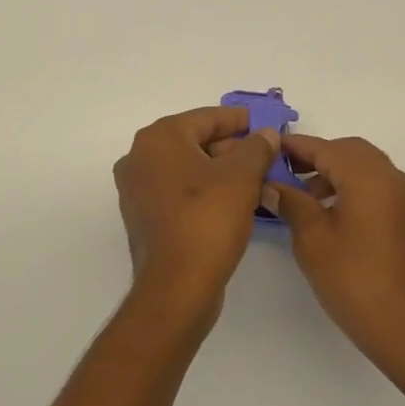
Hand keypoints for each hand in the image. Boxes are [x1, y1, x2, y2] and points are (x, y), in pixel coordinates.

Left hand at [113, 107, 280, 318]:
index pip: (207, 118)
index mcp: (159, 138)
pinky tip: (234, 202)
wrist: (176, 287)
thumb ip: (257, 147)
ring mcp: (137, 189)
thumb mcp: (243, 176)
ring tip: (257, 180)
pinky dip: (204, 191)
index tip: (267, 124)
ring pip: (188, 168)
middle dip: (232, 148)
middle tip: (266, 156)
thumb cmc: (208, 219)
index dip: (240, 120)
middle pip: (195, 141)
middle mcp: (140, 157)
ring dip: (221, 171)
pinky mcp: (143, 217)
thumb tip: (266, 134)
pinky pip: (179, 191)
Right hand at [273, 135, 404, 381]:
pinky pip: (377, 187)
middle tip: (284, 172)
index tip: (268, 148)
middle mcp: (393, 178)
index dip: (296, 146)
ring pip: (365, 168)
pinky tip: (330, 214)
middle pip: (349, 151)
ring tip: (303, 198)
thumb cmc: (356, 281)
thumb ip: (291, 203)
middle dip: (316, 157)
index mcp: (369, 176)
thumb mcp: (313, 240)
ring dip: (334, 173)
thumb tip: (270, 184)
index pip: (326, 147)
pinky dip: (352, 188)